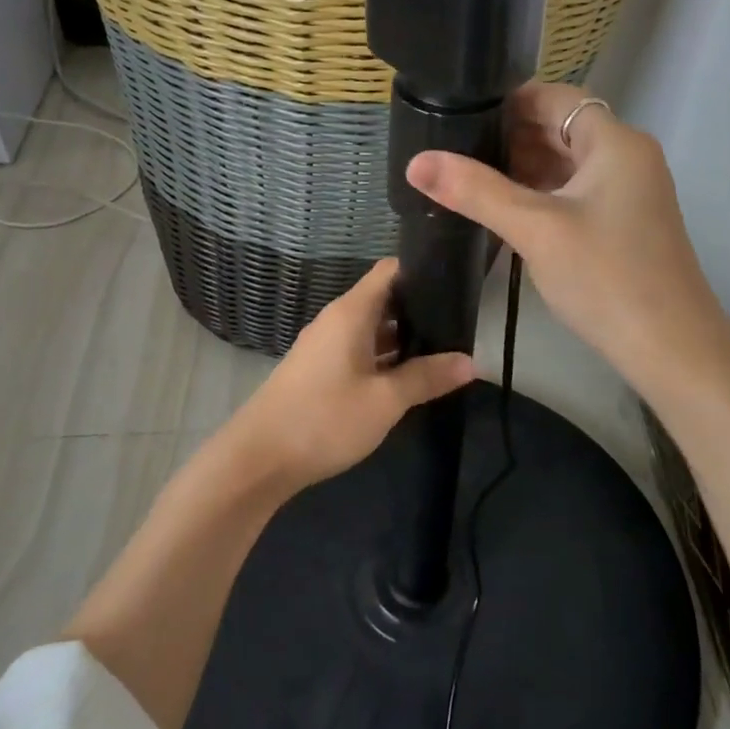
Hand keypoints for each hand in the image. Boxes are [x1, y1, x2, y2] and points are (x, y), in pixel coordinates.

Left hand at [222, 258, 475, 493]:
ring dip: (402, 337)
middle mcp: (336, 320)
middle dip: (420, 309)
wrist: (259, 458)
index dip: (422, 270)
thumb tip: (470, 362)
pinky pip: (358, 350)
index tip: (456, 282)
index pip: (390, 271)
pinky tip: (407, 376)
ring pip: (371, 328)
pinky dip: (383, 356)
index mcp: (351, 313)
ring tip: (443, 349)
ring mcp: (324, 345)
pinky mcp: (319, 370)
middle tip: (460, 324)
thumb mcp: (385, 400)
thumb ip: (427, 377)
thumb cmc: (325, 419)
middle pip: (383, 299)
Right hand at [405, 83, 729, 403]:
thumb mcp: (535, 229)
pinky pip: (575, 193)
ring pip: (566, 164)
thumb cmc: (606, 277)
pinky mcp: (623, 223)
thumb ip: (475, 191)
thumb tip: (416, 161)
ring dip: (522, 168)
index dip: (507, 102)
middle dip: (508, 137)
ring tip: (468, 179)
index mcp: (615, 142)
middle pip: (560, 128)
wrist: (671, 349)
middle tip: (452, 150)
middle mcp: (627, 157)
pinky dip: (541, 194)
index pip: (555, 97)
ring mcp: (628, 192)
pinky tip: (504, 210)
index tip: (458, 115)